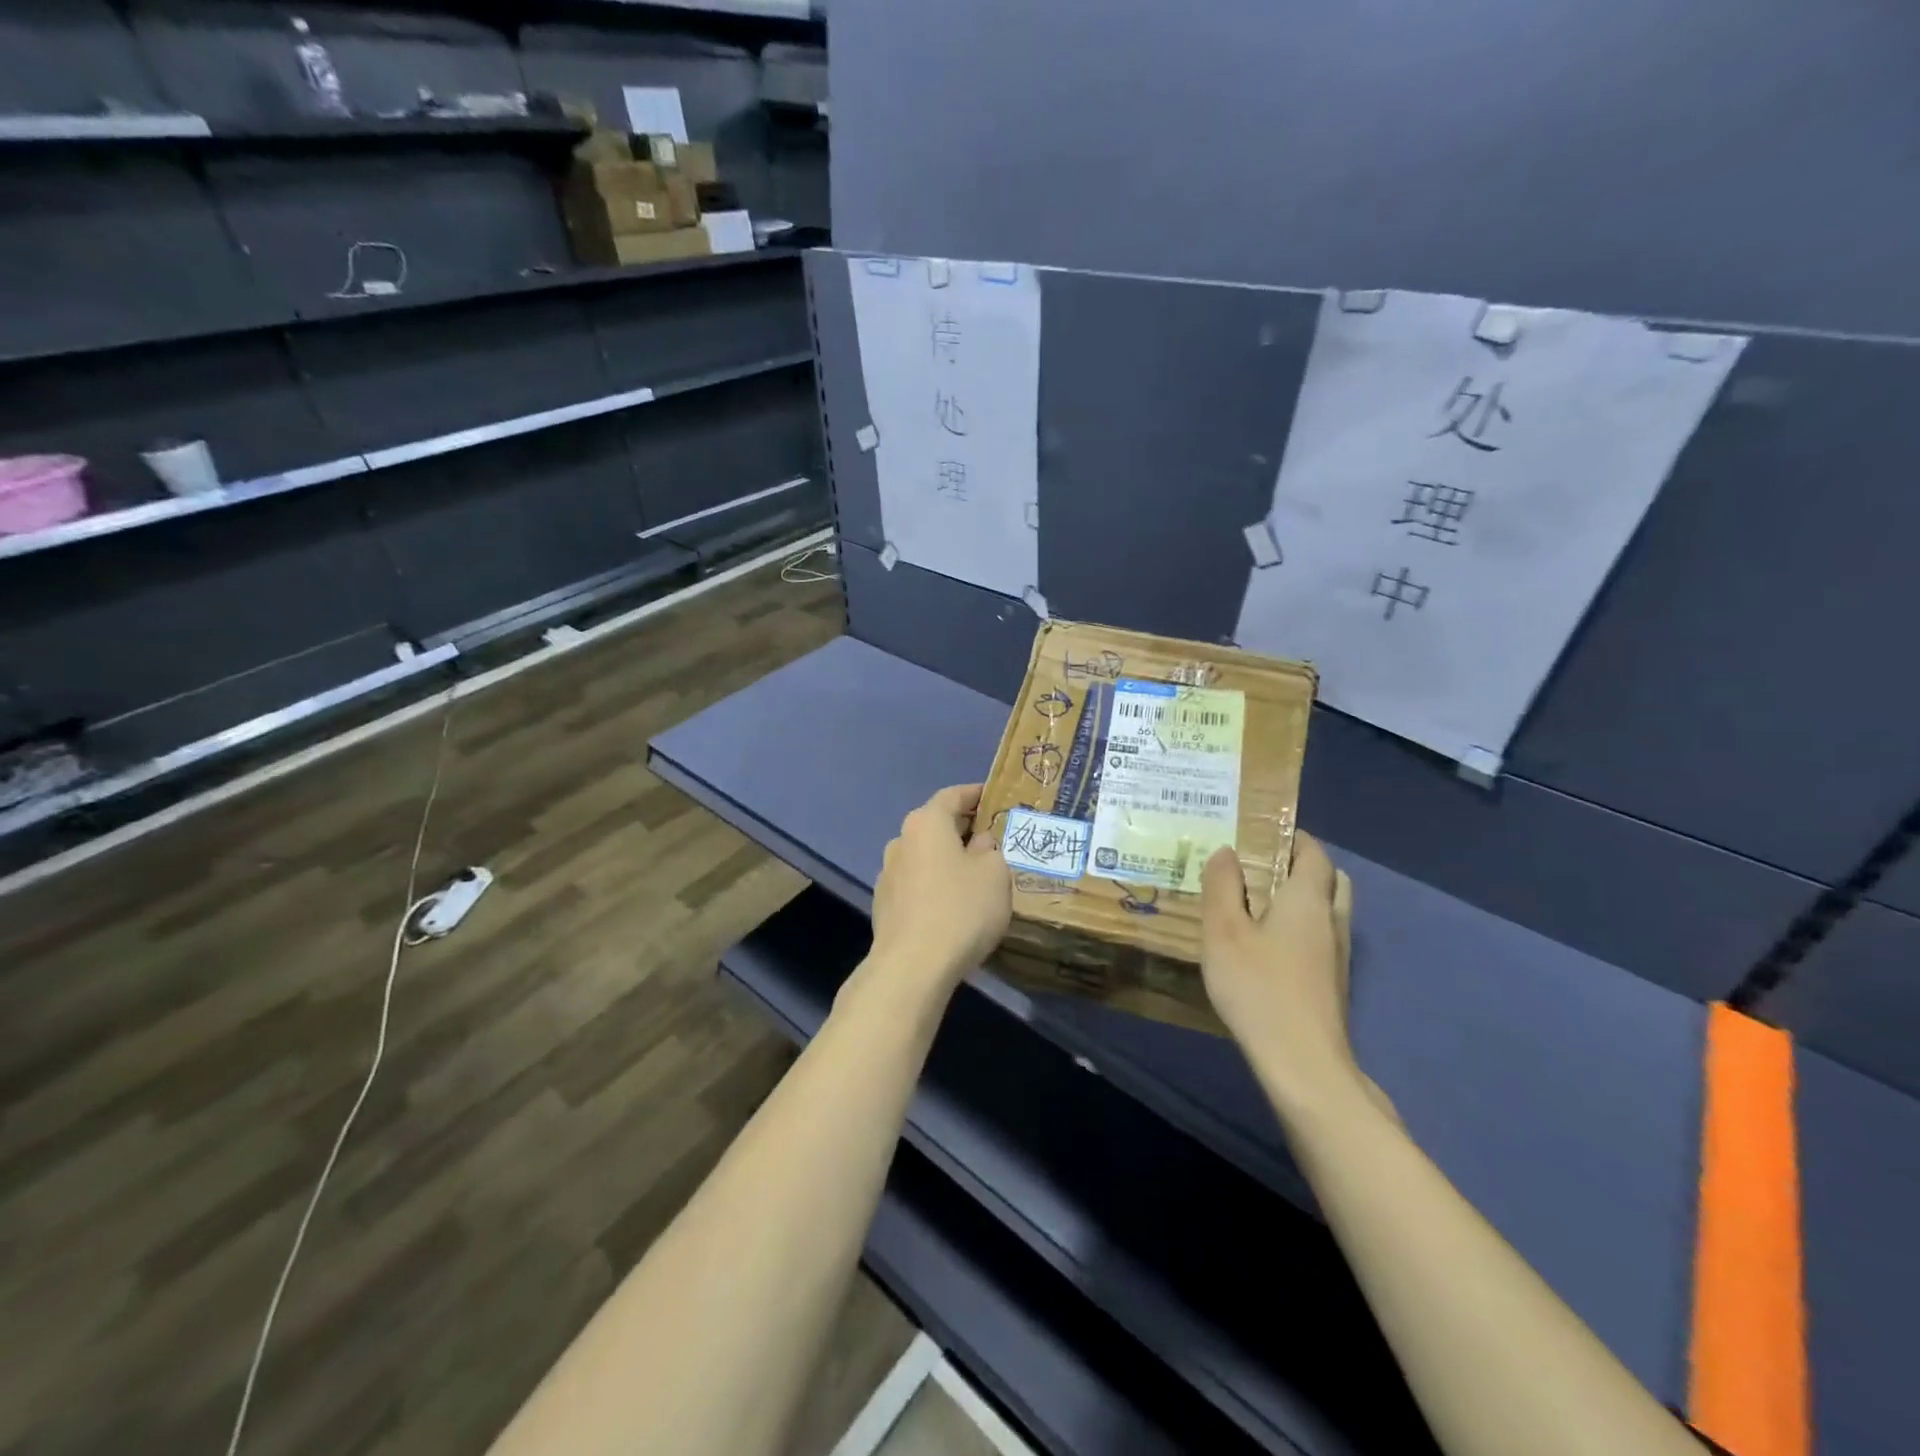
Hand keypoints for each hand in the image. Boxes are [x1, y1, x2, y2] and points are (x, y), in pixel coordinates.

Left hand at [869, 784, 1011, 992]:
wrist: (913, 966)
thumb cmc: (961, 909)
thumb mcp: (995, 873)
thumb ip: (991, 850)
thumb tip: (979, 844)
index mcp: (926, 823)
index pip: (952, 795)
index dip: (975, 794)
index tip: (993, 797)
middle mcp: (901, 840)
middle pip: (935, 825)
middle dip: (962, 828)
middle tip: (990, 837)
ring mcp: (887, 874)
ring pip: (923, 856)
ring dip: (946, 859)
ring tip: (972, 874)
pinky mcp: (883, 905)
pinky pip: (915, 884)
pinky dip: (933, 884)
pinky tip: (950, 904)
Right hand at [1201, 833, 1369, 1117]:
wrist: (1303, 1063)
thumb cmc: (1258, 988)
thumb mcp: (1223, 932)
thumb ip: (1221, 887)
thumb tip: (1225, 852)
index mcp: (1307, 900)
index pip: (1314, 854)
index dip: (1295, 837)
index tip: (1265, 831)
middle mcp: (1331, 921)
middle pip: (1331, 880)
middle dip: (1304, 865)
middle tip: (1265, 865)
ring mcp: (1337, 956)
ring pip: (1330, 911)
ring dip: (1306, 898)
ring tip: (1263, 903)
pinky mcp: (1333, 984)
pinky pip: (1323, 937)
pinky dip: (1304, 927)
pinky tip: (1271, 945)